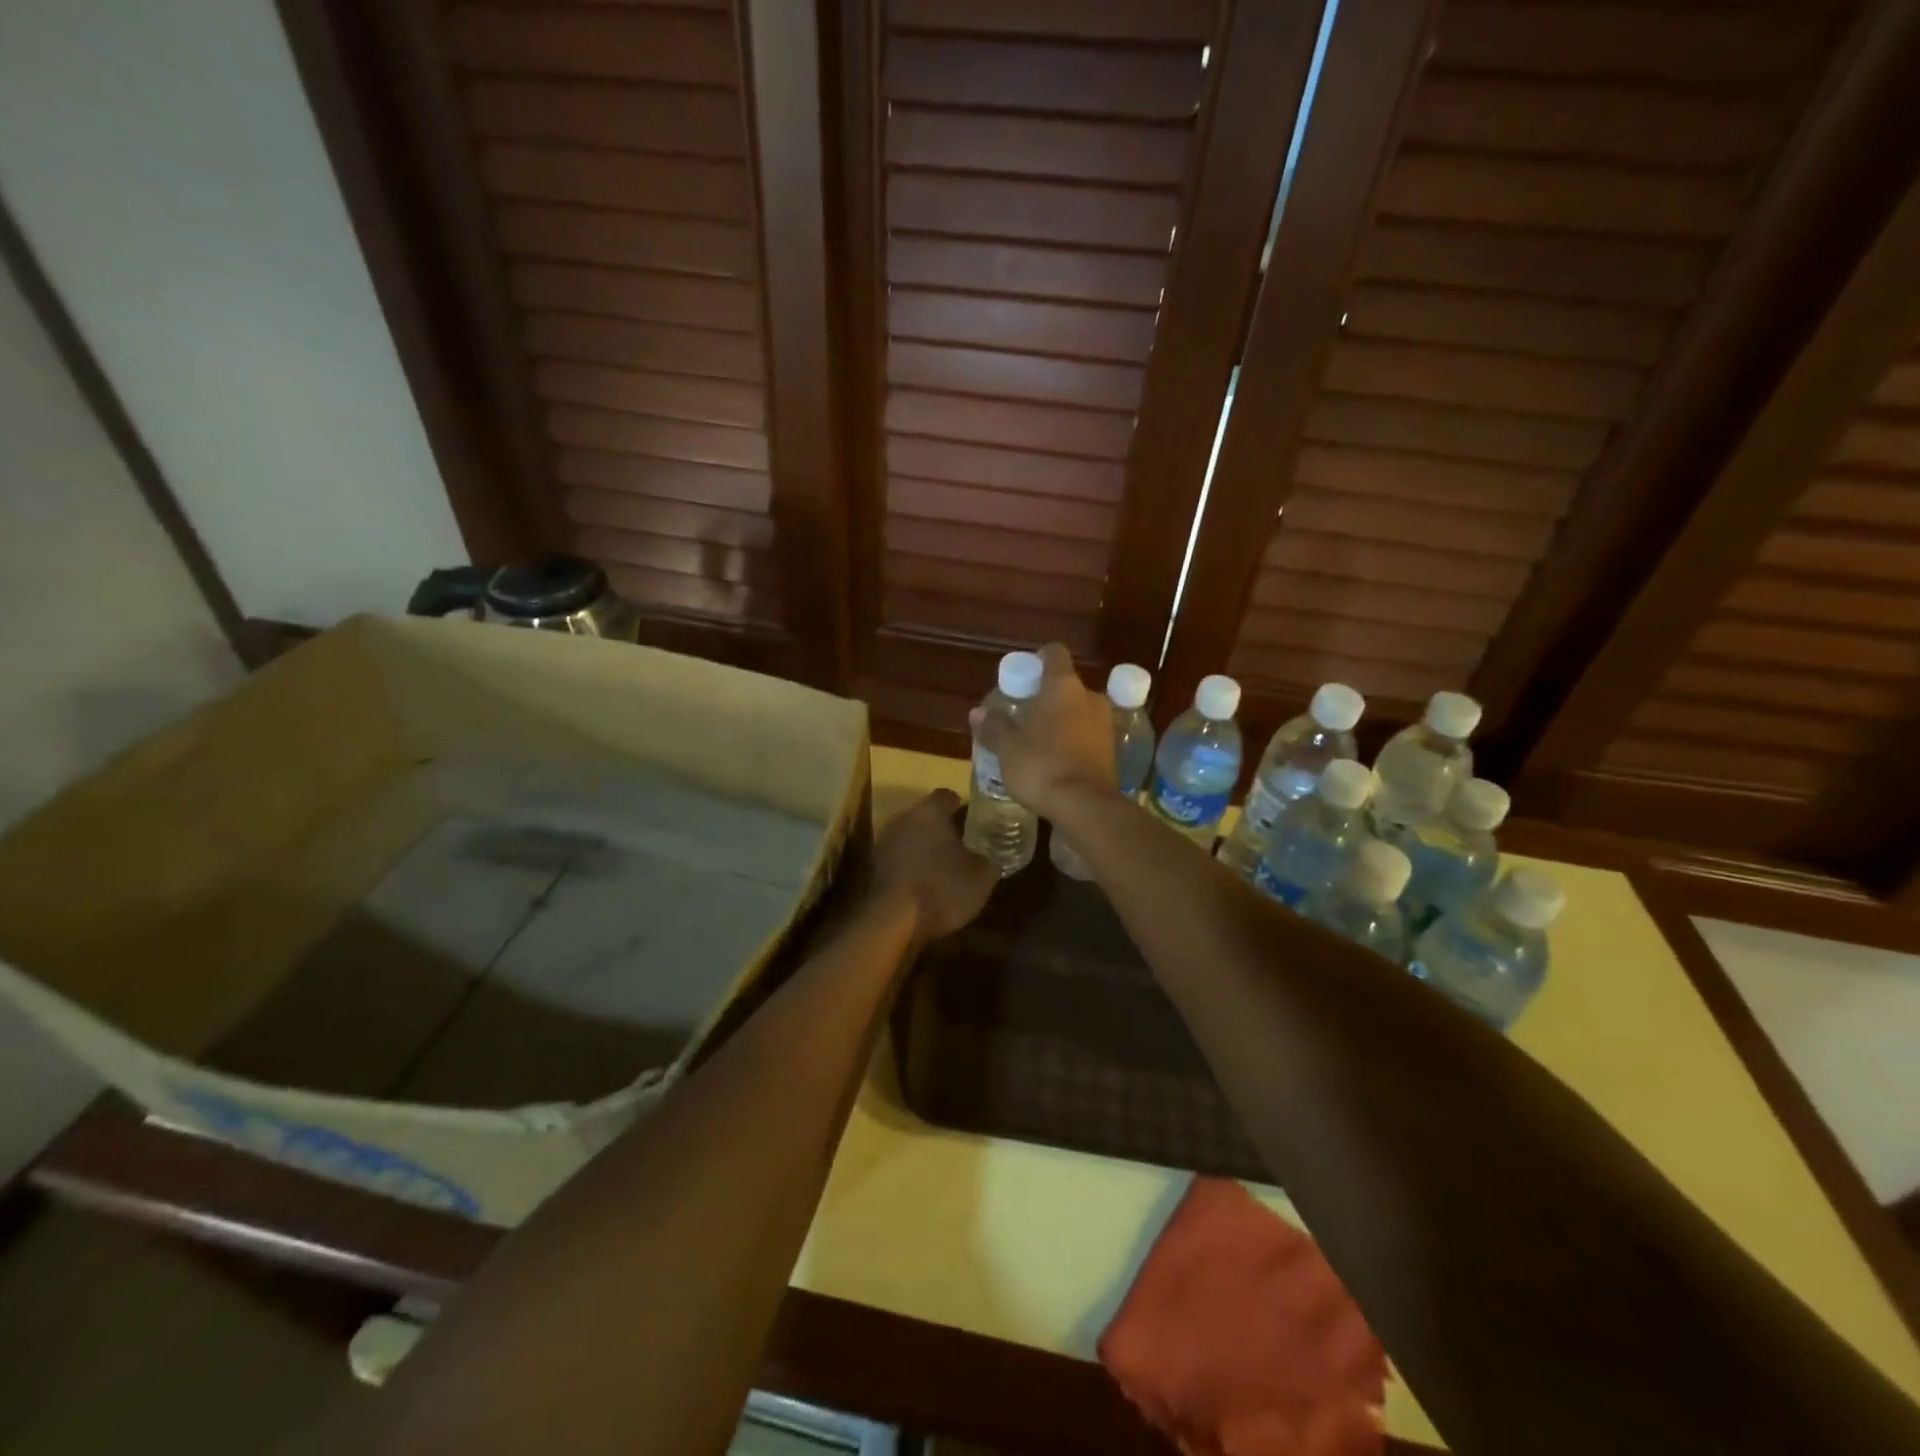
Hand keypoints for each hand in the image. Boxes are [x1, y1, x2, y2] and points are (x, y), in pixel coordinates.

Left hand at [871, 789, 997, 942]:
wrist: (894, 921)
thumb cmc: (942, 888)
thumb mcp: (981, 876)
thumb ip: (988, 859)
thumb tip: (990, 856)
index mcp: (929, 811)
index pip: (947, 796)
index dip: (963, 806)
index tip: (976, 820)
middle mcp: (904, 818)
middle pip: (927, 815)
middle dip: (944, 827)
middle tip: (965, 843)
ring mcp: (885, 842)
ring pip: (912, 835)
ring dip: (926, 846)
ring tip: (947, 865)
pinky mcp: (876, 866)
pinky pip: (901, 856)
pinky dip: (913, 864)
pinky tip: (927, 882)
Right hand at [971, 642, 1117, 820]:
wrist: (1086, 807)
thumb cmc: (1041, 766)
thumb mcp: (1008, 748)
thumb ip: (994, 726)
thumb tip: (978, 713)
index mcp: (1063, 687)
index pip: (1054, 654)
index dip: (1039, 659)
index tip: (1025, 674)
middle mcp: (1089, 698)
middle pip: (1066, 686)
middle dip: (1047, 697)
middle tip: (1024, 714)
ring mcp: (1104, 724)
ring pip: (1079, 711)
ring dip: (1061, 720)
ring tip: (1038, 740)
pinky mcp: (1111, 751)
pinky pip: (1087, 735)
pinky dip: (1072, 741)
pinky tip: (1055, 759)